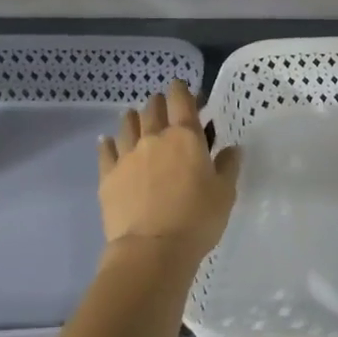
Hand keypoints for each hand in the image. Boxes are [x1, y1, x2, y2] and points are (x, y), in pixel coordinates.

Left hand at [97, 80, 240, 264]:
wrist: (151, 249)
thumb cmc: (197, 219)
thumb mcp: (225, 193)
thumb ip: (228, 166)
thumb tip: (231, 148)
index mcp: (186, 137)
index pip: (182, 101)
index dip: (182, 89)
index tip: (182, 87)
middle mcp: (154, 138)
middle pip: (153, 109)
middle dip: (159, 103)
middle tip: (164, 105)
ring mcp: (127, 156)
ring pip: (127, 125)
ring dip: (133, 117)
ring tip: (135, 116)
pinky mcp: (108, 176)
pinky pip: (105, 151)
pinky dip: (107, 142)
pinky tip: (106, 141)